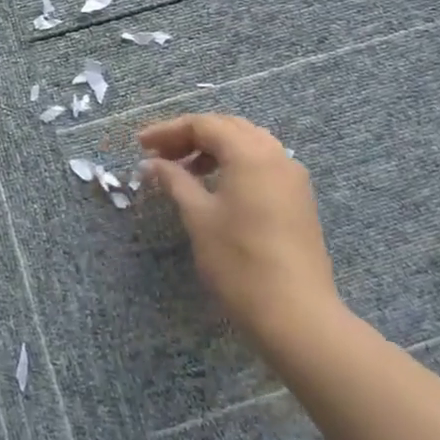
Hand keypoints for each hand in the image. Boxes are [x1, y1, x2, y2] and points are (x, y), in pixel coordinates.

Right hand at [139, 114, 341, 346]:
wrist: (296, 314)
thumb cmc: (239, 261)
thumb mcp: (198, 217)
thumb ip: (174, 181)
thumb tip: (152, 163)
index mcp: (250, 153)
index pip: (203, 124)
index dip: (168, 131)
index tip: (140, 145)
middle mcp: (276, 155)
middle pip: (228, 128)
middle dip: (191, 136)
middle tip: (160, 154)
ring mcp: (292, 177)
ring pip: (248, 144)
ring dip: (213, 149)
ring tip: (184, 170)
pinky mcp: (298, 199)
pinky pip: (262, 164)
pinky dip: (234, 164)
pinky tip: (215, 186)